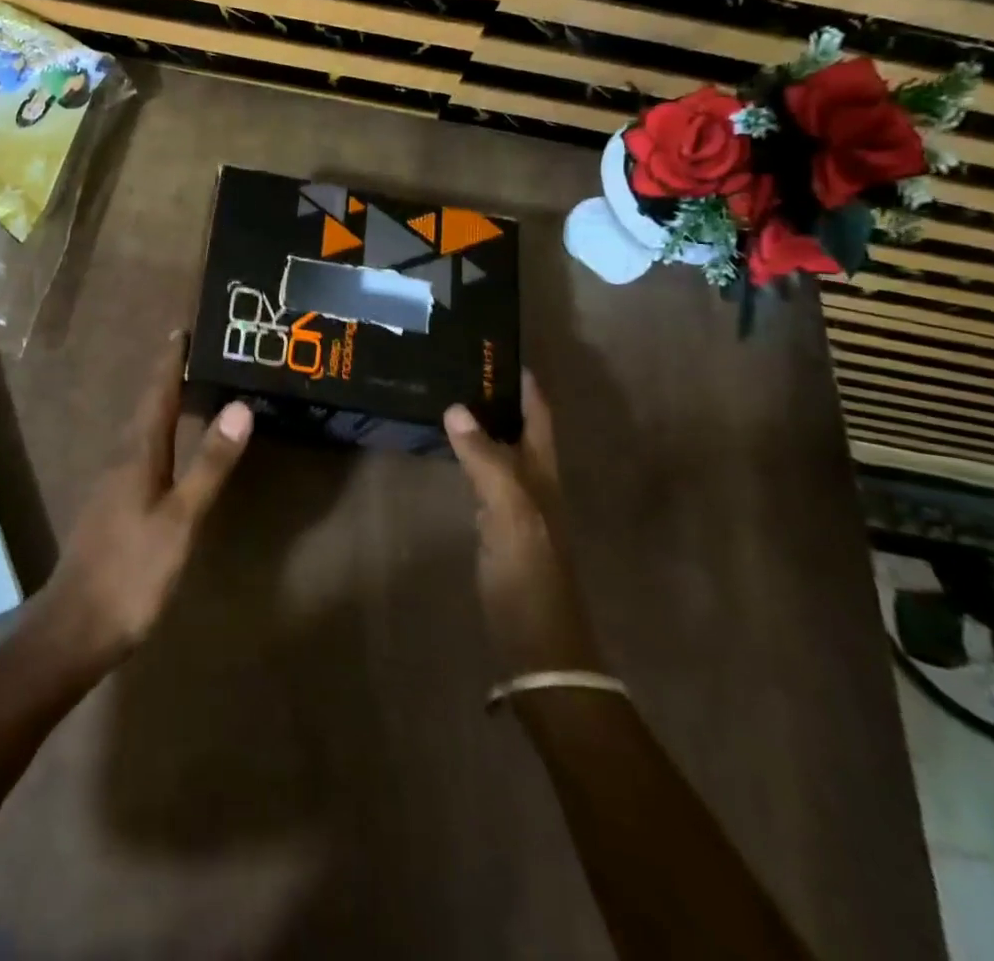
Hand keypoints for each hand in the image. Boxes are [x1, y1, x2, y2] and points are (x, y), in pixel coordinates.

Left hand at [36, 332, 252, 673]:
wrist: (76, 627)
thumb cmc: (133, 570)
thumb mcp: (181, 518)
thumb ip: (210, 464)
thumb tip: (239, 406)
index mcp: (137, 453)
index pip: (157, 393)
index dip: (170, 360)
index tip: (185, 328)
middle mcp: (120, 459)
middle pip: (148, 406)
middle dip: (169, 377)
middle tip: (197, 352)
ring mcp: (112, 484)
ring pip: (142, 431)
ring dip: (163, 405)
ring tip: (190, 390)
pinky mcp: (112, 507)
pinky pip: (140, 454)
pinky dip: (160, 436)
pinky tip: (170, 450)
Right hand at [444, 371, 604, 675]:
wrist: (539, 646)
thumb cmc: (530, 576)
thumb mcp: (510, 513)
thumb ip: (485, 460)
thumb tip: (456, 408)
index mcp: (544, 473)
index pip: (538, 415)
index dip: (524, 382)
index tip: (497, 349)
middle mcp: (534, 482)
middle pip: (520, 427)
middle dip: (499, 395)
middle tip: (460, 365)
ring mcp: (518, 506)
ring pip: (502, 450)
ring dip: (484, 422)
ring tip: (449, 395)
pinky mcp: (499, 527)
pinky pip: (485, 476)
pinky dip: (470, 454)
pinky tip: (450, 450)